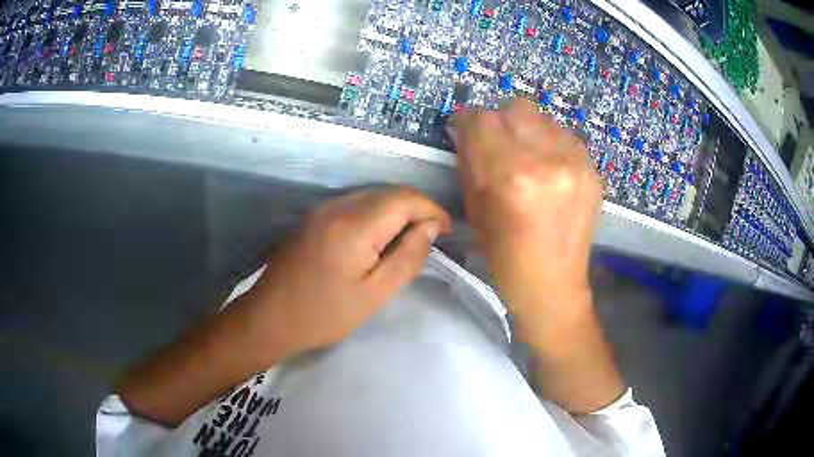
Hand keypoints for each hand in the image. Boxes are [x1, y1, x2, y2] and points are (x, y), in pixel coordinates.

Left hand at [240, 186, 450, 363]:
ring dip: (397, 210)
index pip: (403, 199)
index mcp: (353, 225)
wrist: (270, 318)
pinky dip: (376, 214)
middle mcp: (337, 206)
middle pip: (388, 192)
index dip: (431, 209)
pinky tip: (380, 237)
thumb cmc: (324, 314)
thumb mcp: (374, 294)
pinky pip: (354, 204)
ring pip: (371, 195)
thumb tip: (430, 228)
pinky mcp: (313, 217)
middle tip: (432, 236)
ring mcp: (321, 209)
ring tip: (410, 238)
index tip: (446, 231)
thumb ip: (407, 257)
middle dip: (416, 208)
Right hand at [452, 98, 601, 326]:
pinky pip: (565, 136)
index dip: (470, 121)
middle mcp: (547, 160)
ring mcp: (576, 162)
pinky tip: (551, 171)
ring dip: (528, 130)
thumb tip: (466, 128)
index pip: (482, 118)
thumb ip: (469, 160)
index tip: (468, 130)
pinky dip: (551, 144)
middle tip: (500, 144)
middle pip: (517, 107)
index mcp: (511, 176)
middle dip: (501, 120)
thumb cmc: (505, 254)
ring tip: (529, 159)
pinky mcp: (593, 169)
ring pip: (543, 118)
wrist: (553, 282)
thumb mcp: (475, 207)